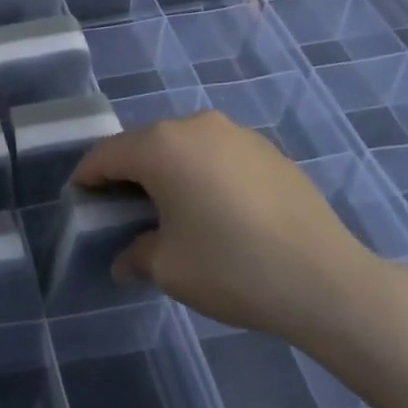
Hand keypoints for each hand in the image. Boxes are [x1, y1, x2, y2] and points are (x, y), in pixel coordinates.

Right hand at [71, 111, 394, 349]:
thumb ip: (135, 255)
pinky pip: (218, 155)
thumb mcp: (168, 268)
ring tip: (172, 211)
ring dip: (168, 172)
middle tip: (123, 210)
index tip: (80, 201)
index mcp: (161, 146)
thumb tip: (125, 259)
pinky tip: (217, 211)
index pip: (106, 155)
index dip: (87, 178)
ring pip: (183, 147)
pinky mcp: (267, 150)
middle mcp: (194, 126)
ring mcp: (236, 134)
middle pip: (144, 145)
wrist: (328, 282)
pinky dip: (204, 174)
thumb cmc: (232, 268)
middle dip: (128, 174)